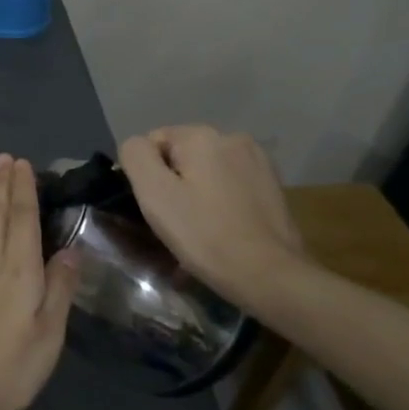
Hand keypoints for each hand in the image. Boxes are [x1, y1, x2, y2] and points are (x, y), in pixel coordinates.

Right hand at [118, 126, 305, 299]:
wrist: (269, 274)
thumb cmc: (204, 233)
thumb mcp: (154, 192)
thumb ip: (136, 155)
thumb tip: (138, 147)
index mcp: (201, 135)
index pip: (153, 141)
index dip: (146, 174)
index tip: (155, 207)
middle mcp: (232, 137)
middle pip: (182, 155)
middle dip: (172, 182)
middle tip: (174, 222)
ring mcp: (257, 160)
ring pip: (206, 170)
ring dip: (195, 192)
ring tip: (198, 228)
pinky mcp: (272, 184)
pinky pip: (229, 185)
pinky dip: (219, 201)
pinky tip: (222, 228)